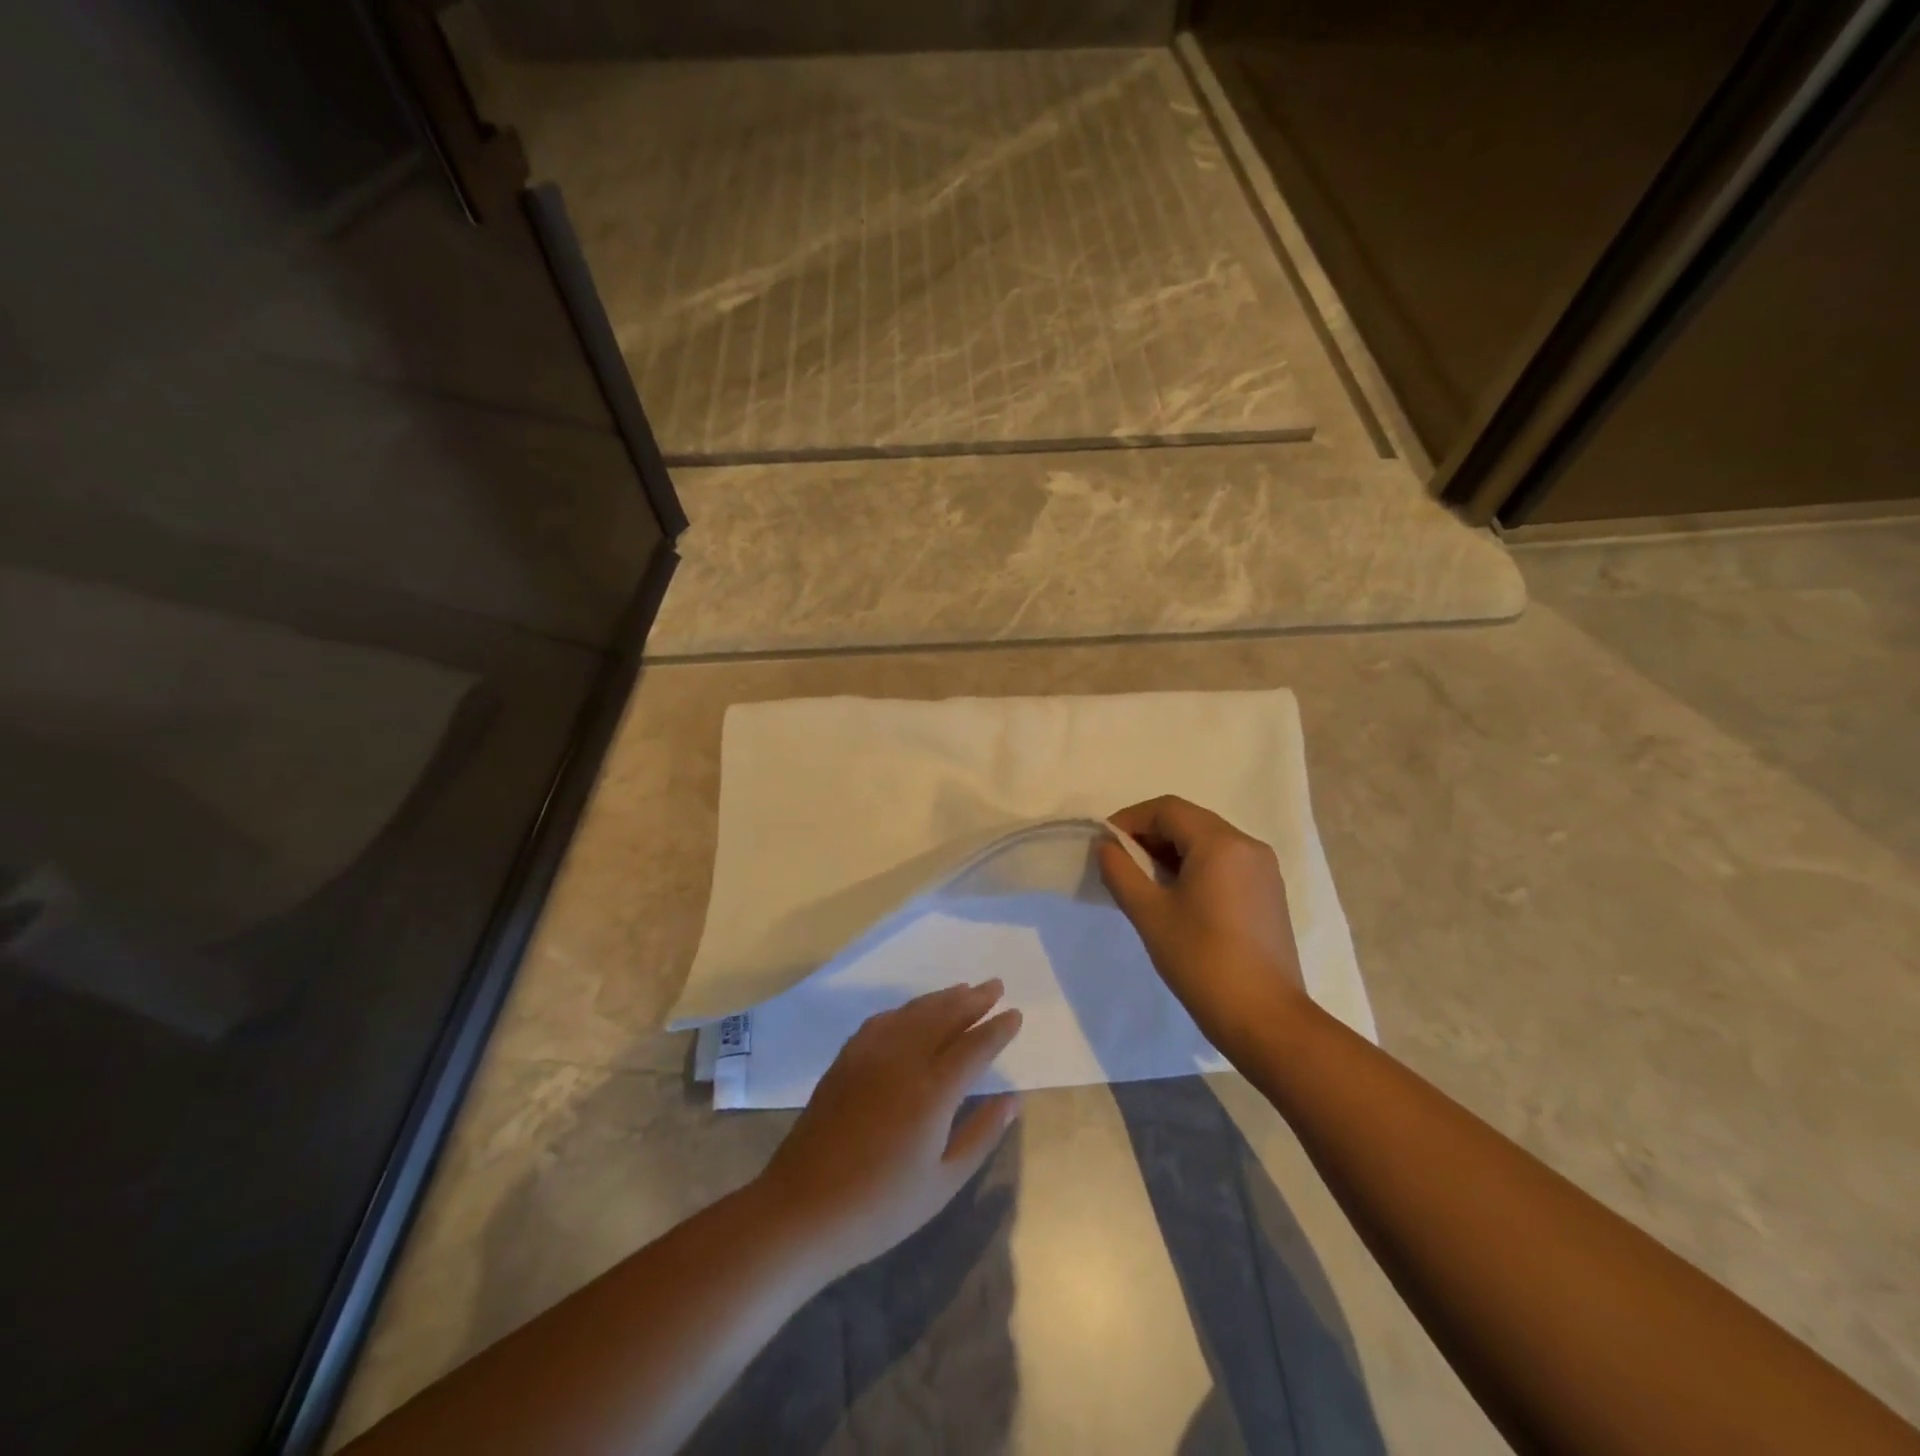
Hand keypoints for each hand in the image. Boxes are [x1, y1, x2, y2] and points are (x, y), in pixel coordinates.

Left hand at [756, 981, 1021, 1276]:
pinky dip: (905, 1010)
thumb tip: (1013, 1100)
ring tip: (963, 989)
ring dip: (941, 998)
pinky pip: (883, 1021)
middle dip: (973, 1000)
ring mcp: (870, 1055)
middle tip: (995, 986)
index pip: (974, 1047)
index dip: (997, 1029)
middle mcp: (903, 1060)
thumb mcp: (942, 1183)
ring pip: (913, 1013)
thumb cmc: (880, 1207)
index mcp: (932, 1092)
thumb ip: (981, 1135)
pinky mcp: (846, 1059)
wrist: (802, 1209)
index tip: (1015, 1014)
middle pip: (944, 1016)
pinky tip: (912, 1012)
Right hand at [1097, 796, 1309, 1058]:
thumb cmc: (1202, 961)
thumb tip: (1106, 846)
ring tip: (1143, 882)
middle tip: (1119, 863)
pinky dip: (1194, 866)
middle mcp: (1247, 845)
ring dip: (1170, 851)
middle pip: (1188, 821)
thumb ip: (1121, 872)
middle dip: (1149, 835)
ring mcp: (1263, 869)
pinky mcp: (1268, 893)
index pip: (1166, 810)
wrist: (1266, 1019)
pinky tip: (1176, 897)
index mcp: (1221, 843)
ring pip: (1207, 841)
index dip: (1130, 820)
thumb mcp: (1150, 914)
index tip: (1104, 845)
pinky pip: (1224, 862)